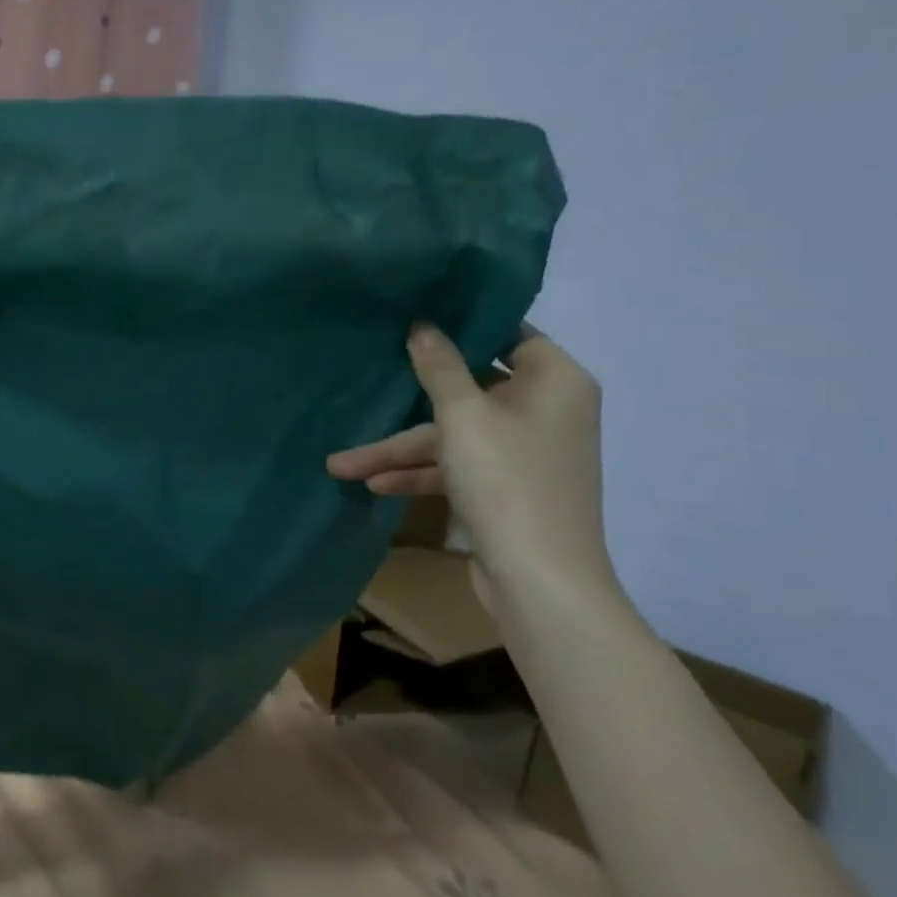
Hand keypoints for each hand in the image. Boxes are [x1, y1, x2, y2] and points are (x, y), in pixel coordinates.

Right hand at [326, 325, 616, 604]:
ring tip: (341, 464)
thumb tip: (423, 324)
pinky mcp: (506, 487)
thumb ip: (439, 367)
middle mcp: (546, 410)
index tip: (416, 316)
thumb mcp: (463, 416)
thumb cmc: (507, 480)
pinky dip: (421, 473)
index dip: (464, 325)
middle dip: (410, 402)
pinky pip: (458, 466)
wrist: (540, 581)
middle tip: (368, 385)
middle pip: (471, 389)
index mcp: (556, 381)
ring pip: (455, 435)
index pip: (509, 333)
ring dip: (401, 450)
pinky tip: (375, 485)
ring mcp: (525, 452)